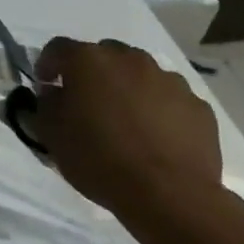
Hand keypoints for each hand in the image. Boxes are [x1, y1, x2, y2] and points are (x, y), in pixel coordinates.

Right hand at [31, 37, 223, 229]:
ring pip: (140, 74)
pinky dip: (158, 109)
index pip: (57, 48)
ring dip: (127, 88)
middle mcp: (130, 59)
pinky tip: (154, 136)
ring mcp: (169, 81)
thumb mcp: (51, 133)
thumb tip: (55, 93)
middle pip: (103, 55)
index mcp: (88, 60)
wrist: (169, 195)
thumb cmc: (99, 158)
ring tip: (125, 121)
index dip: (47, 65)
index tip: (46, 86)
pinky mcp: (198, 106)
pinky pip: (169, 99)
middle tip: (87, 102)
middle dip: (92, 74)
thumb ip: (46, 104)